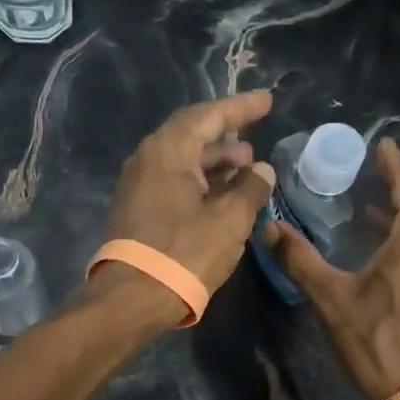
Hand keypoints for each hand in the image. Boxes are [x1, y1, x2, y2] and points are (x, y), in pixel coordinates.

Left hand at [95, 91, 277, 324]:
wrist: (133, 298)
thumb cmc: (185, 253)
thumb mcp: (230, 220)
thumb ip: (250, 188)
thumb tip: (261, 170)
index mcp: (168, 151)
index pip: (208, 116)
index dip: (240, 108)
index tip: (266, 101)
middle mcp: (147, 159)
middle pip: (191, 134)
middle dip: (226, 135)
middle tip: (255, 139)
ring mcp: (138, 185)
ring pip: (182, 160)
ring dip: (215, 161)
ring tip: (246, 168)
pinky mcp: (137, 209)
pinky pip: (173, 181)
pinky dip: (200, 181)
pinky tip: (222, 194)